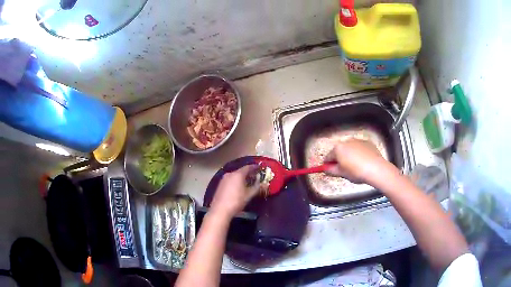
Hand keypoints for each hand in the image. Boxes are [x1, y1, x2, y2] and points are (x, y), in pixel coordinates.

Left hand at [209, 165, 260, 218]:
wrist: (220, 210)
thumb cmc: (236, 201)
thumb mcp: (249, 195)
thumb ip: (257, 188)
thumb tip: (265, 184)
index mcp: (238, 174)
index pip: (248, 167)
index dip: (254, 167)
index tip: (259, 168)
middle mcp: (230, 174)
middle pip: (241, 171)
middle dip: (248, 173)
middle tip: (255, 176)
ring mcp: (223, 179)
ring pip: (235, 175)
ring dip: (242, 177)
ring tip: (248, 182)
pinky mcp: (220, 185)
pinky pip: (230, 180)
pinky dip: (236, 181)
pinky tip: (238, 187)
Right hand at [325, 139, 388, 183]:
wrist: (376, 169)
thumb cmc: (356, 172)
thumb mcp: (342, 174)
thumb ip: (331, 170)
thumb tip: (326, 169)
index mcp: (338, 148)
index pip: (328, 156)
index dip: (328, 164)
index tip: (329, 170)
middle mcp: (347, 141)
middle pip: (339, 151)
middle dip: (339, 159)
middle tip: (343, 170)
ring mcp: (358, 141)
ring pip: (350, 149)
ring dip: (349, 155)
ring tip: (354, 166)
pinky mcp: (368, 143)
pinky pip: (360, 148)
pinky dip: (359, 153)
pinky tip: (363, 162)